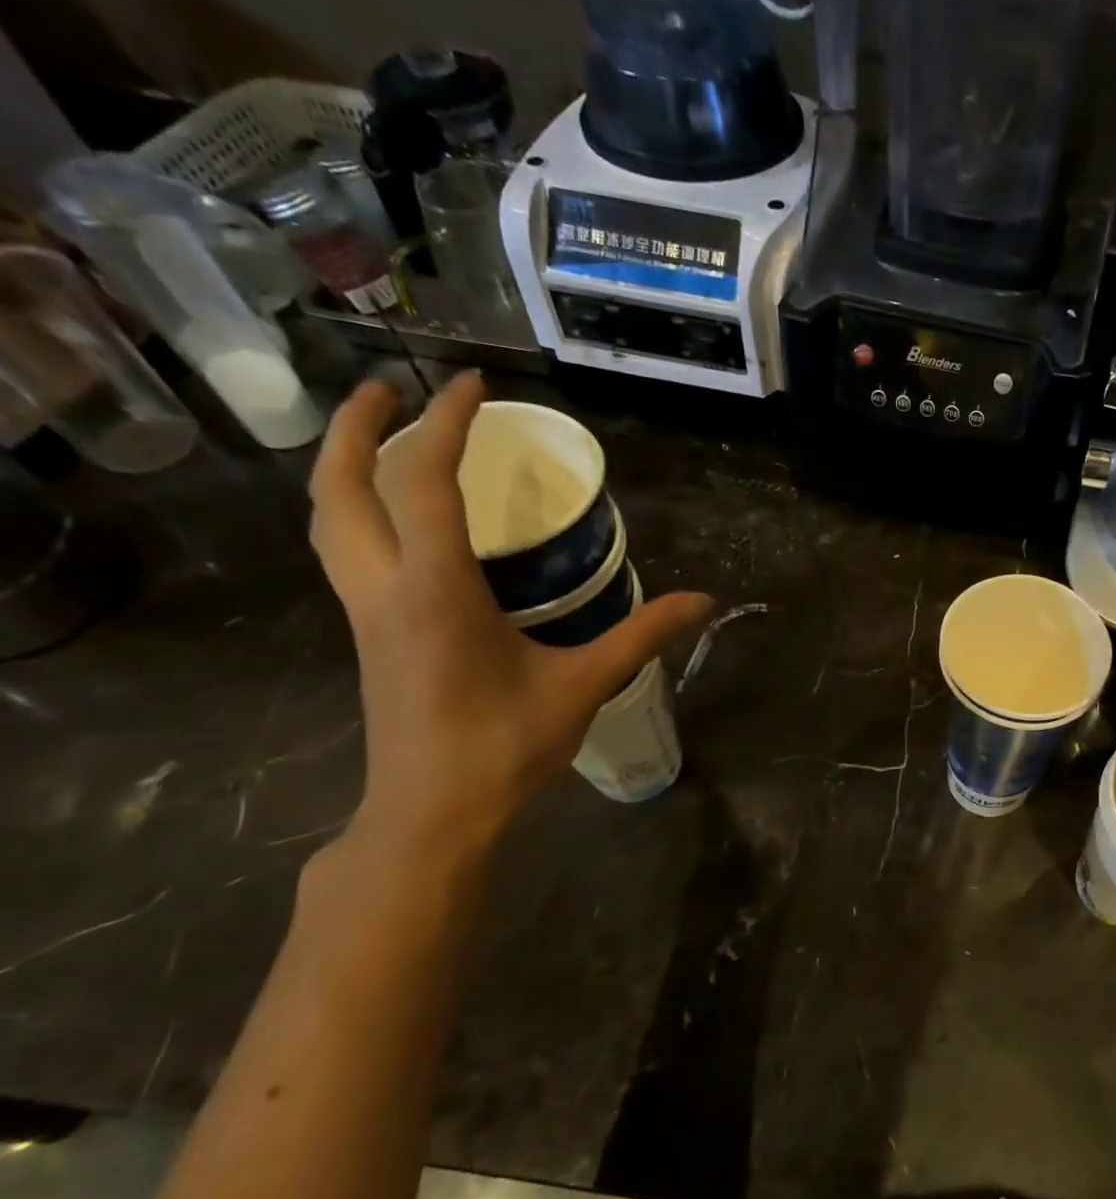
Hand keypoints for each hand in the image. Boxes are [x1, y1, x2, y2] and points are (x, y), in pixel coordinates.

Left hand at [309, 374, 712, 852]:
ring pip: (329, 520)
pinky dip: (356, 511)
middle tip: (392, 388)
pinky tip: (396, 521)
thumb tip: (703, 601)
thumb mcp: (583, 685)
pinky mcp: (370, 635)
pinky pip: (345, 551)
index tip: (474, 385)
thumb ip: (642, 635)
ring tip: (381, 438)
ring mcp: (367, 613)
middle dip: (359, 426)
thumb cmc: (505, 746)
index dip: (448, 424)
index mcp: (436, 588)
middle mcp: (386, 587)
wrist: (432, 813)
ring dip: (344, 466)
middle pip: (342, 486)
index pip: (427, 481)